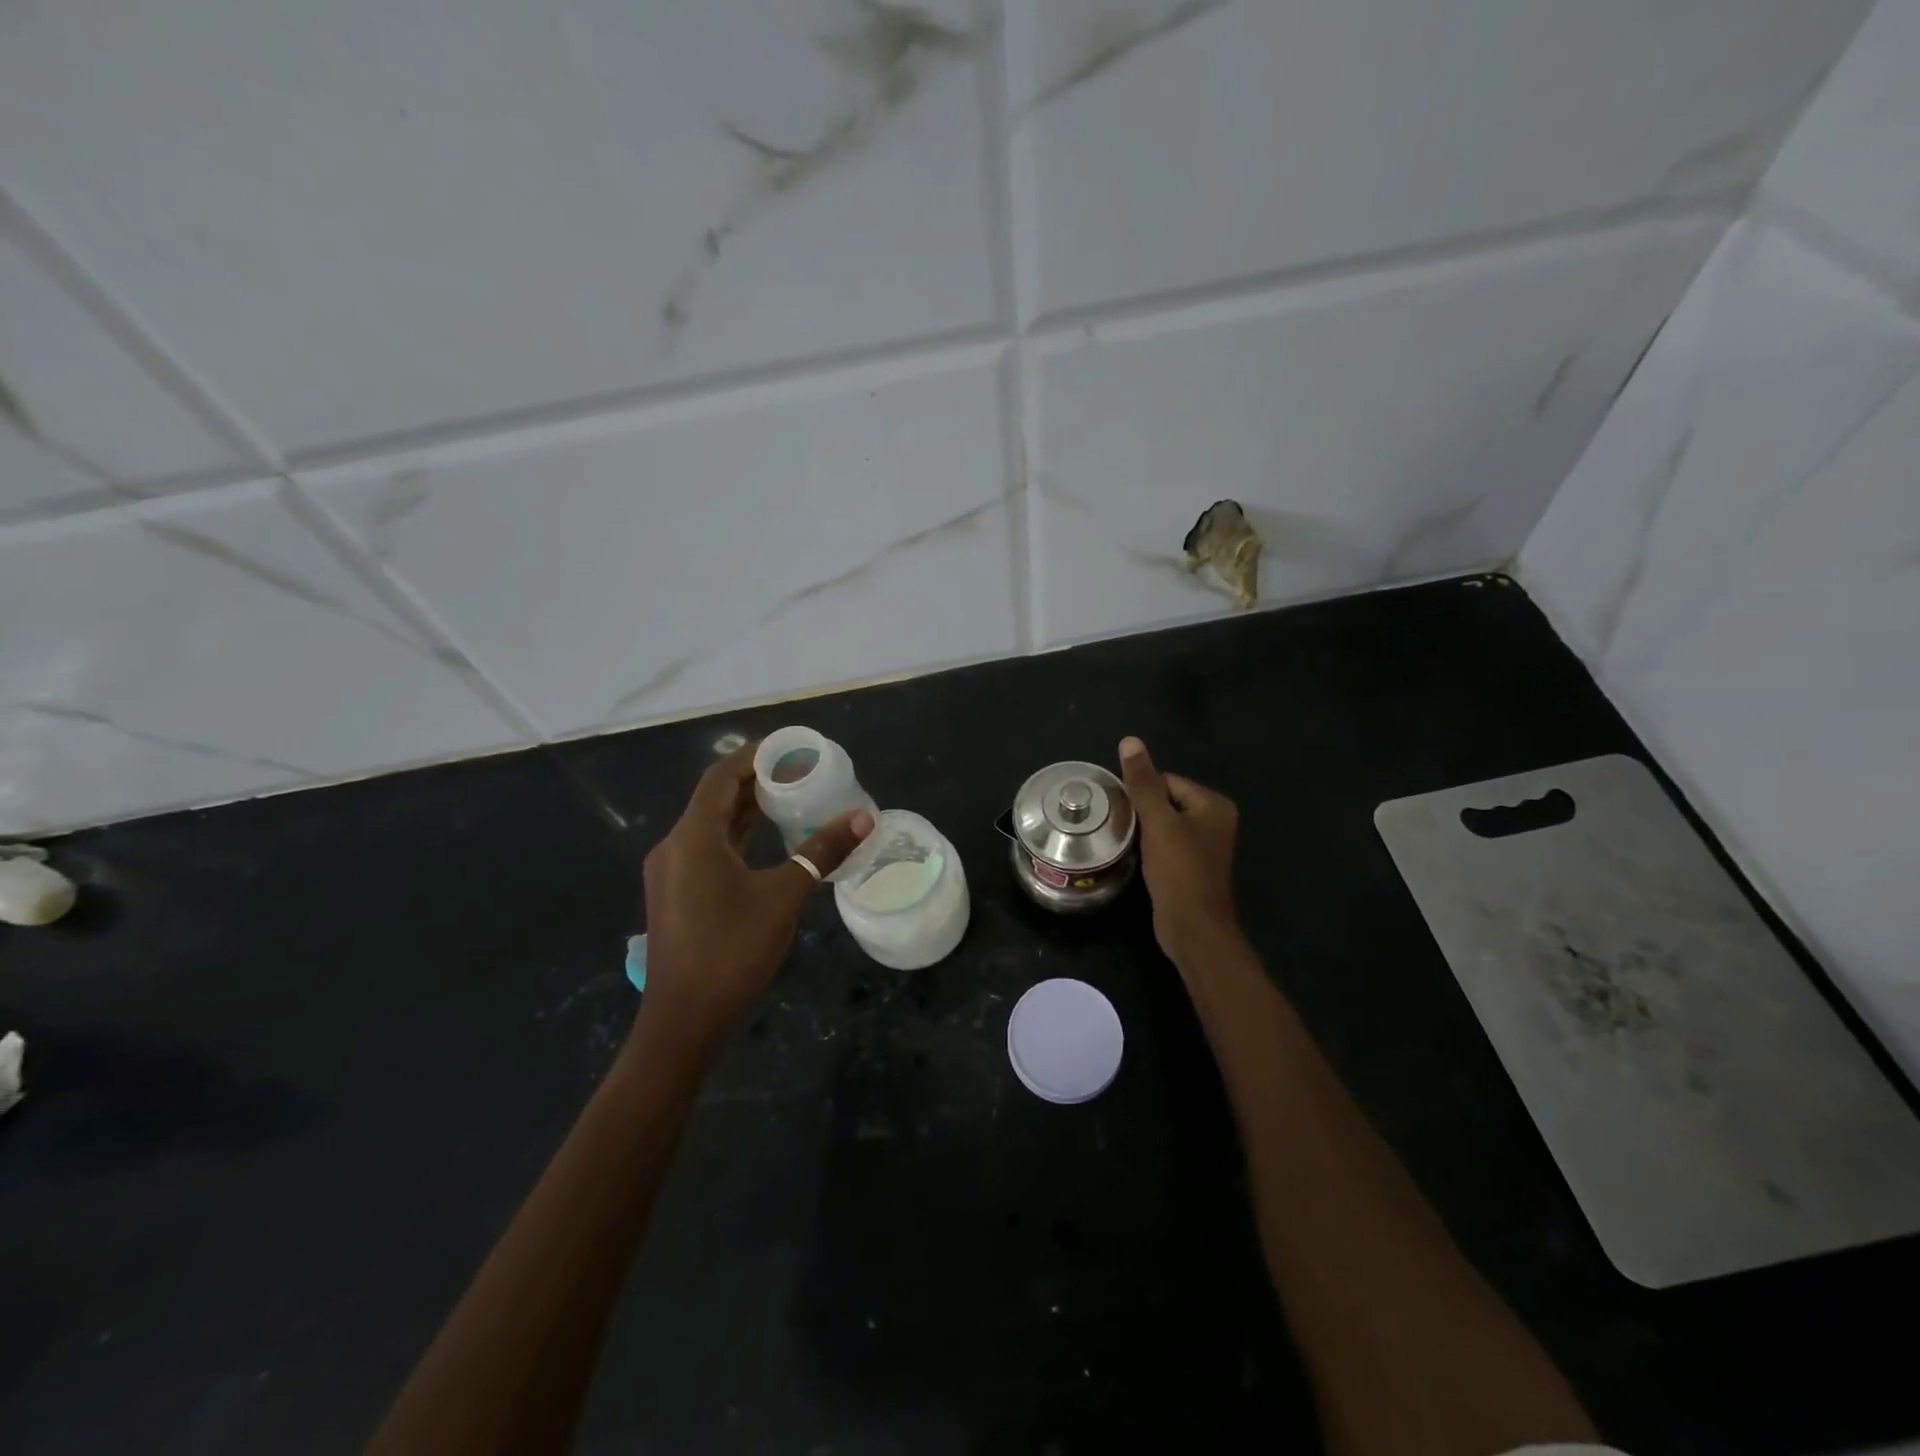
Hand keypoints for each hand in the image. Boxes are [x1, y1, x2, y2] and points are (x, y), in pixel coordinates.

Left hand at [638, 742, 871, 1048]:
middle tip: (802, 771)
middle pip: (717, 798)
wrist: (685, 1022)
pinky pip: (709, 850)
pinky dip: (740, 837)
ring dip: (749, 810)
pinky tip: (771, 843)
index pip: (722, 777)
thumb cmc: (732, 951)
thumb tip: (863, 818)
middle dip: (758, 781)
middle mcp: (675, 847)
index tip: (792, 746)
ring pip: (713, 826)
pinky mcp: (678, 895)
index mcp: (693, 837)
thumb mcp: (783, 896)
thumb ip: (821, 852)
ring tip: (793, 798)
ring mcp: (672, 873)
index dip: (755, 756)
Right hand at [1118, 736, 1240, 961]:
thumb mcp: (1158, 823)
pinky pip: (1167, 841)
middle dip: (1142, 811)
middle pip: (1166, 799)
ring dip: (1144, 829)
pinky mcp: (1192, 864)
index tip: (1123, 812)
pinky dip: (1151, 845)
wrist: (1193, 928)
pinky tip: (1138, 856)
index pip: (1167, 781)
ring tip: (1127, 841)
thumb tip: (1130, 740)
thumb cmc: (1179, 872)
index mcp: (1213, 804)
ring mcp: (1205, 843)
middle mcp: (1215, 819)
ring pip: (1164, 822)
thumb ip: (1143, 783)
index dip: (1141, 794)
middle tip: (1121, 827)